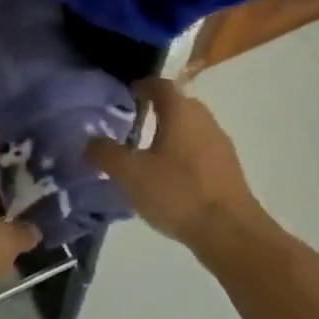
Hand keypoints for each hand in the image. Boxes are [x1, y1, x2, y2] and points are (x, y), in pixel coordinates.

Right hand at [85, 78, 268, 253]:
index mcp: (181, 112)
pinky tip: (169, 177)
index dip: (141, 87)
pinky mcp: (228, 169)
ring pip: (190, 128)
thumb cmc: (177, 193)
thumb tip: (89, 140)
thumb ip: (106, 153)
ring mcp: (220, 144)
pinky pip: (200, 149)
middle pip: (178, 105)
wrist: (230, 232)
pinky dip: (183, 153)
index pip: (160, 85)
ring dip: (170, 133)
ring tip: (146, 153)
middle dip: (155, 110)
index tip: (124, 97)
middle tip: (130, 125)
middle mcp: (204, 120)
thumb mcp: (131, 174)